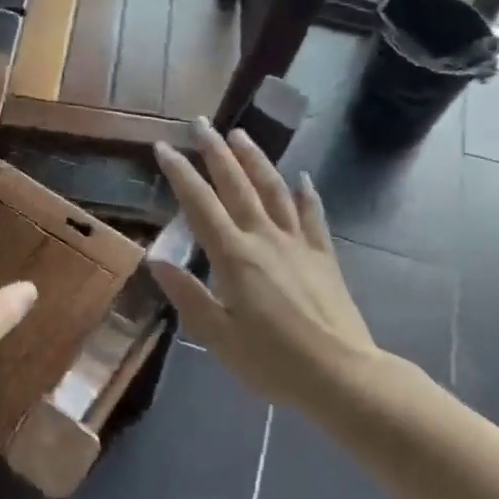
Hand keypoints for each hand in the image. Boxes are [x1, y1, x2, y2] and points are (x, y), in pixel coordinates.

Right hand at [150, 122, 375, 406]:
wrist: (342, 375)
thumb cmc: (273, 362)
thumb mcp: (219, 337)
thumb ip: (188, 295)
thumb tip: (156, 259)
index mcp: (234, 257)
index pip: (200, 204)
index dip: (180, 173)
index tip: (163, 146)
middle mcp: (265, 238)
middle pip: (237, 185)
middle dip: (216, 152)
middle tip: (200, 123)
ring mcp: (298, 244)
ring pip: (274, 190)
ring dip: (255, 160)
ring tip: (241, 135)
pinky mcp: (323, 256)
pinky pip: (313, 215)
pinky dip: (306, 194)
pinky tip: (302, 178)